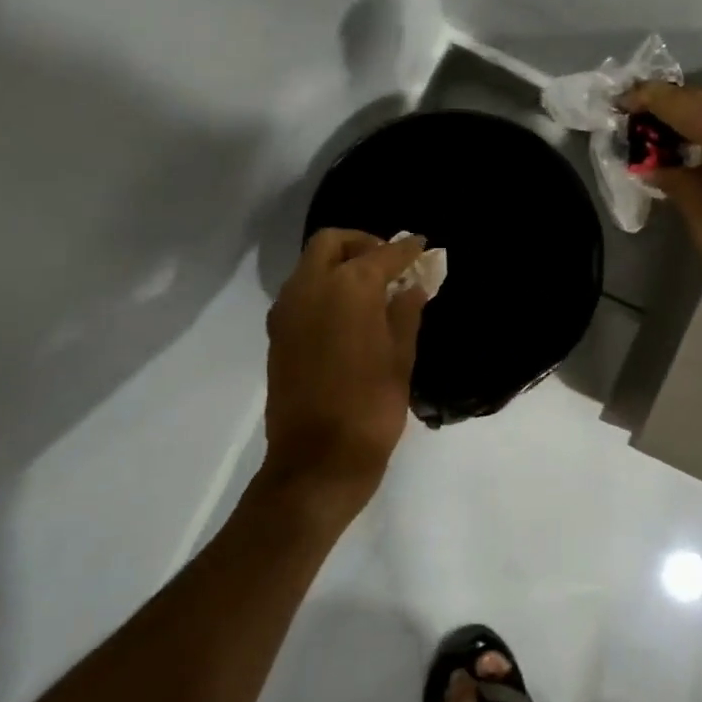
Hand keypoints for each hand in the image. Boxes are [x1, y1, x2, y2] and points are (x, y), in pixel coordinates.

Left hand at [263, 229, 429, 498]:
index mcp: (348, 288)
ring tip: (373, 288)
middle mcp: (310, 288)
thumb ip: (406, 313)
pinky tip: (349, 312)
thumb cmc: (372, 406)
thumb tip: (413, 286)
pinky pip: (301, 292)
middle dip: (362, 243)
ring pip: (310, 265)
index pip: (382, 254)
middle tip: (390, 263)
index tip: (423, 246)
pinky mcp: (278, 334)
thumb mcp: (401, 358)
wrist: (319, 458)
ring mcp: (287, 310)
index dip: (406, 249)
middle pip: (332, 243)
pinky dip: (324, 287)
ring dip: (340, 263)